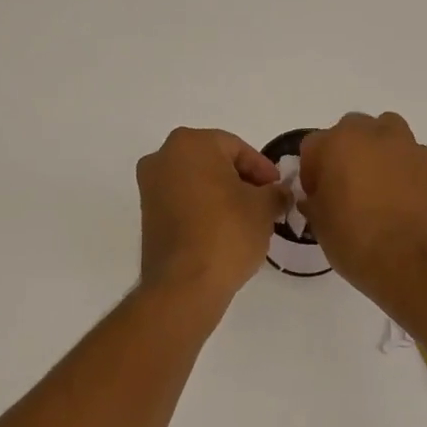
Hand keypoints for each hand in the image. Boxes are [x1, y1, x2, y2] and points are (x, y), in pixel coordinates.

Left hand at [137, 128, 286, 305]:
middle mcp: (163, 157)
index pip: (237, 148)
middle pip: (213, 162)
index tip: (278, 190)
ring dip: (222, 195)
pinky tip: (224, 230)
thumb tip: (279, 193)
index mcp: (190, 143)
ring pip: (196, 182)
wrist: (185, 283)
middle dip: (241, 180)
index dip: (263, 169)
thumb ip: (275, 192)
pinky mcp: (147, 215)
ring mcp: (150, 187)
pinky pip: (182, 202)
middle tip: (265, 202)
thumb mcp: (264, 208)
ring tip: (248, 219)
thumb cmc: (228, 232)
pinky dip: (203, 209)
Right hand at [299, 112, 426, 292]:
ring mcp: (410, 148)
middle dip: (347, 152)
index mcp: (339, 143)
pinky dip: (406, 172)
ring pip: (389, 135)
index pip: (314, 145)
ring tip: (379, 188)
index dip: (312, 171)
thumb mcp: (320, 225)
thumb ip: (315, 201)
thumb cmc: (355, 241)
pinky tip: (404, 201)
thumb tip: (317, 197)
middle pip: (354, 130)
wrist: (413, 262)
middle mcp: (375, 134)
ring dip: (380, 153)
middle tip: (347, 186)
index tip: (316, 195)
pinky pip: (413, 160)